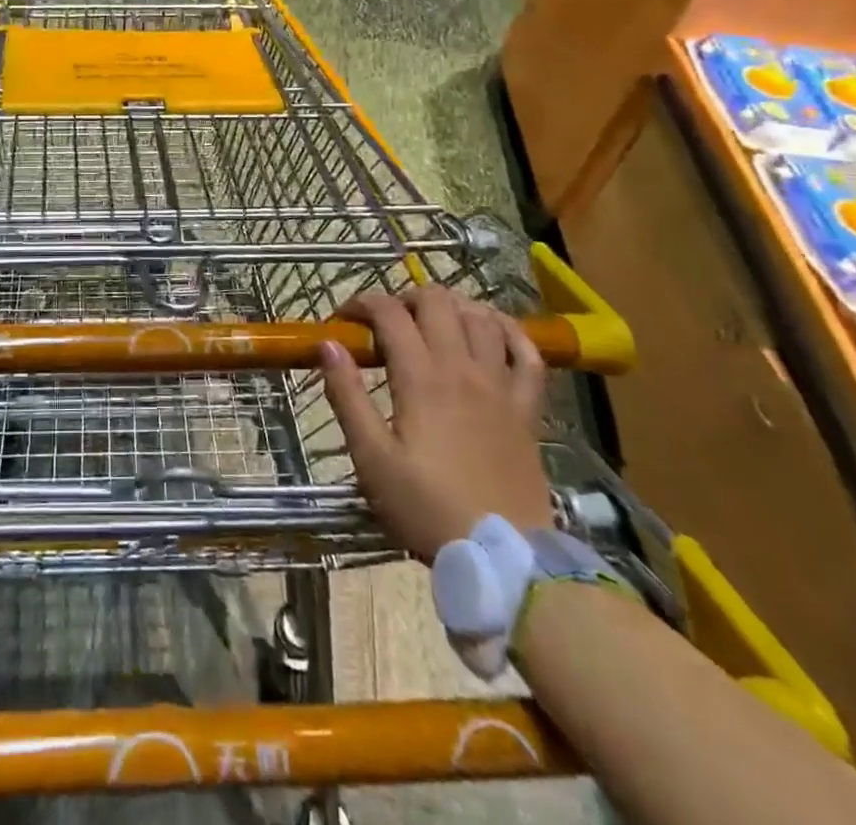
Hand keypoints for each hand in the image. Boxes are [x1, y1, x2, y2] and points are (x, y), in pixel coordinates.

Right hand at [320, 287, 551, 560]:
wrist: (505, 557)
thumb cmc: (427, 508)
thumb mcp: (371, 458)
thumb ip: (347, 396)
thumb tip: (328, 345)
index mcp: (421, 378)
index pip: (389, 313)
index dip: (361, 304)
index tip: (343, 320)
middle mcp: (463, 368)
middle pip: (437, 301)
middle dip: (404, 298)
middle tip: (386, 321)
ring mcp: (501, 385)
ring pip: (481, 317)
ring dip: (452, 306)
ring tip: (431, 321)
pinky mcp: (527, 408)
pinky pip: (528, 353)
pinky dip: (509, 330)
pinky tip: (491, 330)